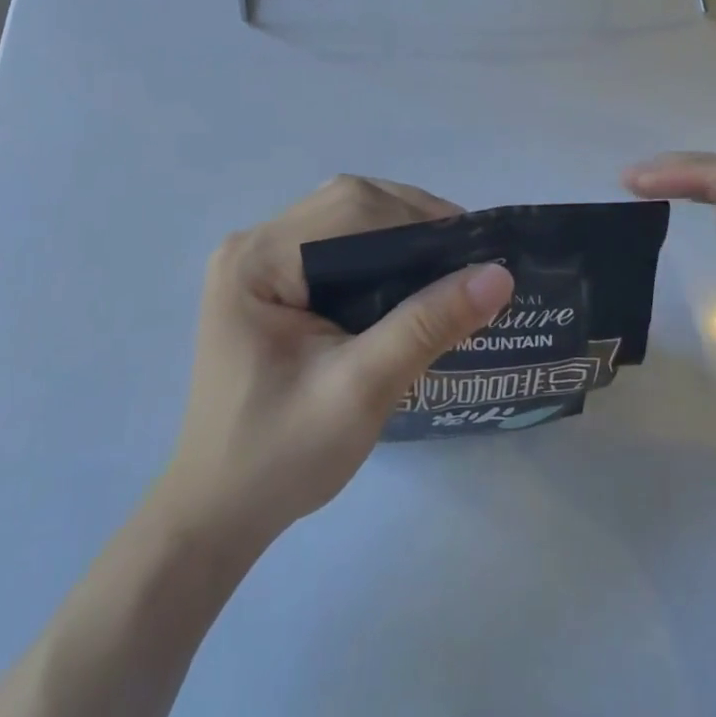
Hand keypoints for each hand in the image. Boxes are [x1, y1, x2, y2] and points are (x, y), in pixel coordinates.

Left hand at [162, 176, 512, 543]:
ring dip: (397, 233)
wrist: (217, 513)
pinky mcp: (268, 281)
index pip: (351, 208)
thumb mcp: (361, 391)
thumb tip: (498, 275)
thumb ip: (426, 325)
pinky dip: (377, 252)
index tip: (476, 248)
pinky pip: (333, 244)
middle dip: (412, 221)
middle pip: (347, 203)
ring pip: (343, 218)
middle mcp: (252, 244)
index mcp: (257, 259)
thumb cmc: (281, 457)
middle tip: (467, 257)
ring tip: (447, 265)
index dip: (418, 218)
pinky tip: (407, 280)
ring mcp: (256, 261)